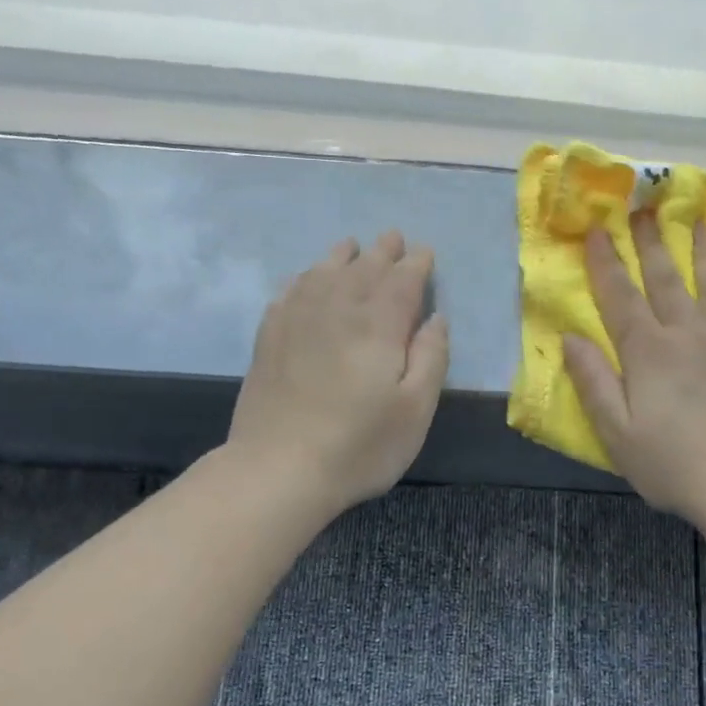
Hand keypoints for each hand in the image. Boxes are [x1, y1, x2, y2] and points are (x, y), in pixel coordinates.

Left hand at [228, 231, 448, 515]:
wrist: (279, 468)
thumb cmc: (359, 445)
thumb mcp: (415, 410)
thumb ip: (431, 358)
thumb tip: (436, 317)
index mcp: (379, 325)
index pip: (402, 281)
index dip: (416, 265)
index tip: (425, 253)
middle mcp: (337, 309)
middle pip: (363, 268)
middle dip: (383, 251)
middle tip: (393, 238)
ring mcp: (297, 319)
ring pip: (324, 272)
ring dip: (343, 256)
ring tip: (352, 246)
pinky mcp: (269, 337)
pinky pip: (291, 290)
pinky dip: (305, 277)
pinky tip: (308, 279)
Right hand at [565, 214, 705, 528]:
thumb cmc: (673, 465)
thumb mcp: (616, 432)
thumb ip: (593, 382)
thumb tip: (570, 338)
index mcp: (648, 352)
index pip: (620, 297)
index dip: (606, 262)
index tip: (598, 229)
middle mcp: (690, 333)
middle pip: (665, 279)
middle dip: (650, 242)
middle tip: (644, 208)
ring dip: (702, 248)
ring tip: (696, 218)